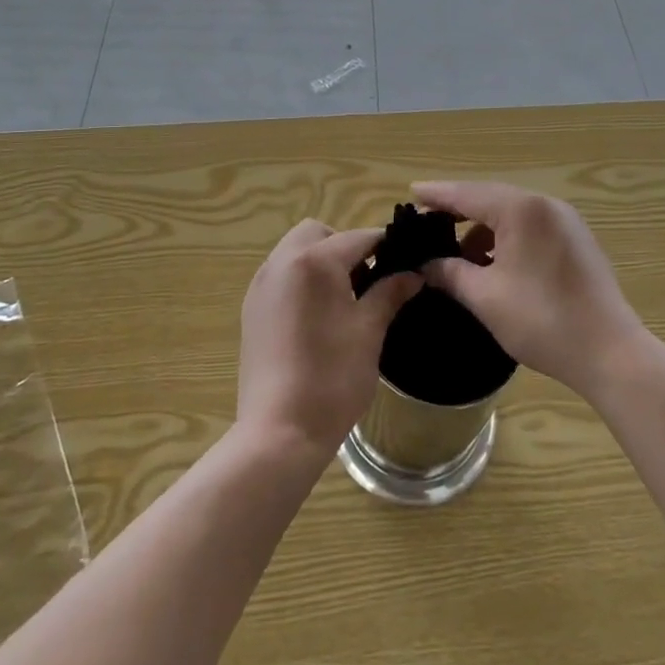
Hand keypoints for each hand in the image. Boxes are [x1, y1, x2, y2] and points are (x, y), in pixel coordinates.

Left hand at [237, 219, 420, 458]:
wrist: (279, 432)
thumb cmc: (332, 378)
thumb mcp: (369, 331)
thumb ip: (390, 293)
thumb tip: (413, 274)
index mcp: (315, 261)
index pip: (359, 237)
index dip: (386, 246)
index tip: (406, 261)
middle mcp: (282, 262)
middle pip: (319, 233)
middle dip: (345, 247)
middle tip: (367, 281)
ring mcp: (262, 284)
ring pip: (295, 251)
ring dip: (321, 261)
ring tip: (343, 300)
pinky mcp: (251, 308)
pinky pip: (281, 275)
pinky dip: (301, 279)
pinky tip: (317, 316)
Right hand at [412, 181, 647, 397]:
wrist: (610, 353)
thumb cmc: (542, 320)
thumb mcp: (485, 298)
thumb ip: (451, 273)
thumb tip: (426, 265)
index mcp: (521, 210)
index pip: (468, 195)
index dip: (438, 195)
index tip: (412, 191)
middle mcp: (545, 205)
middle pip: (490, 199)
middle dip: (459, 211)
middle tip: (428, 221)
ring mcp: (566, 222)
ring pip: (512, 215)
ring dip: (484, 230)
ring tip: (459, 254)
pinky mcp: (577, 241)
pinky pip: (531, 228)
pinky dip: (507, 239)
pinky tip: (493, 263)